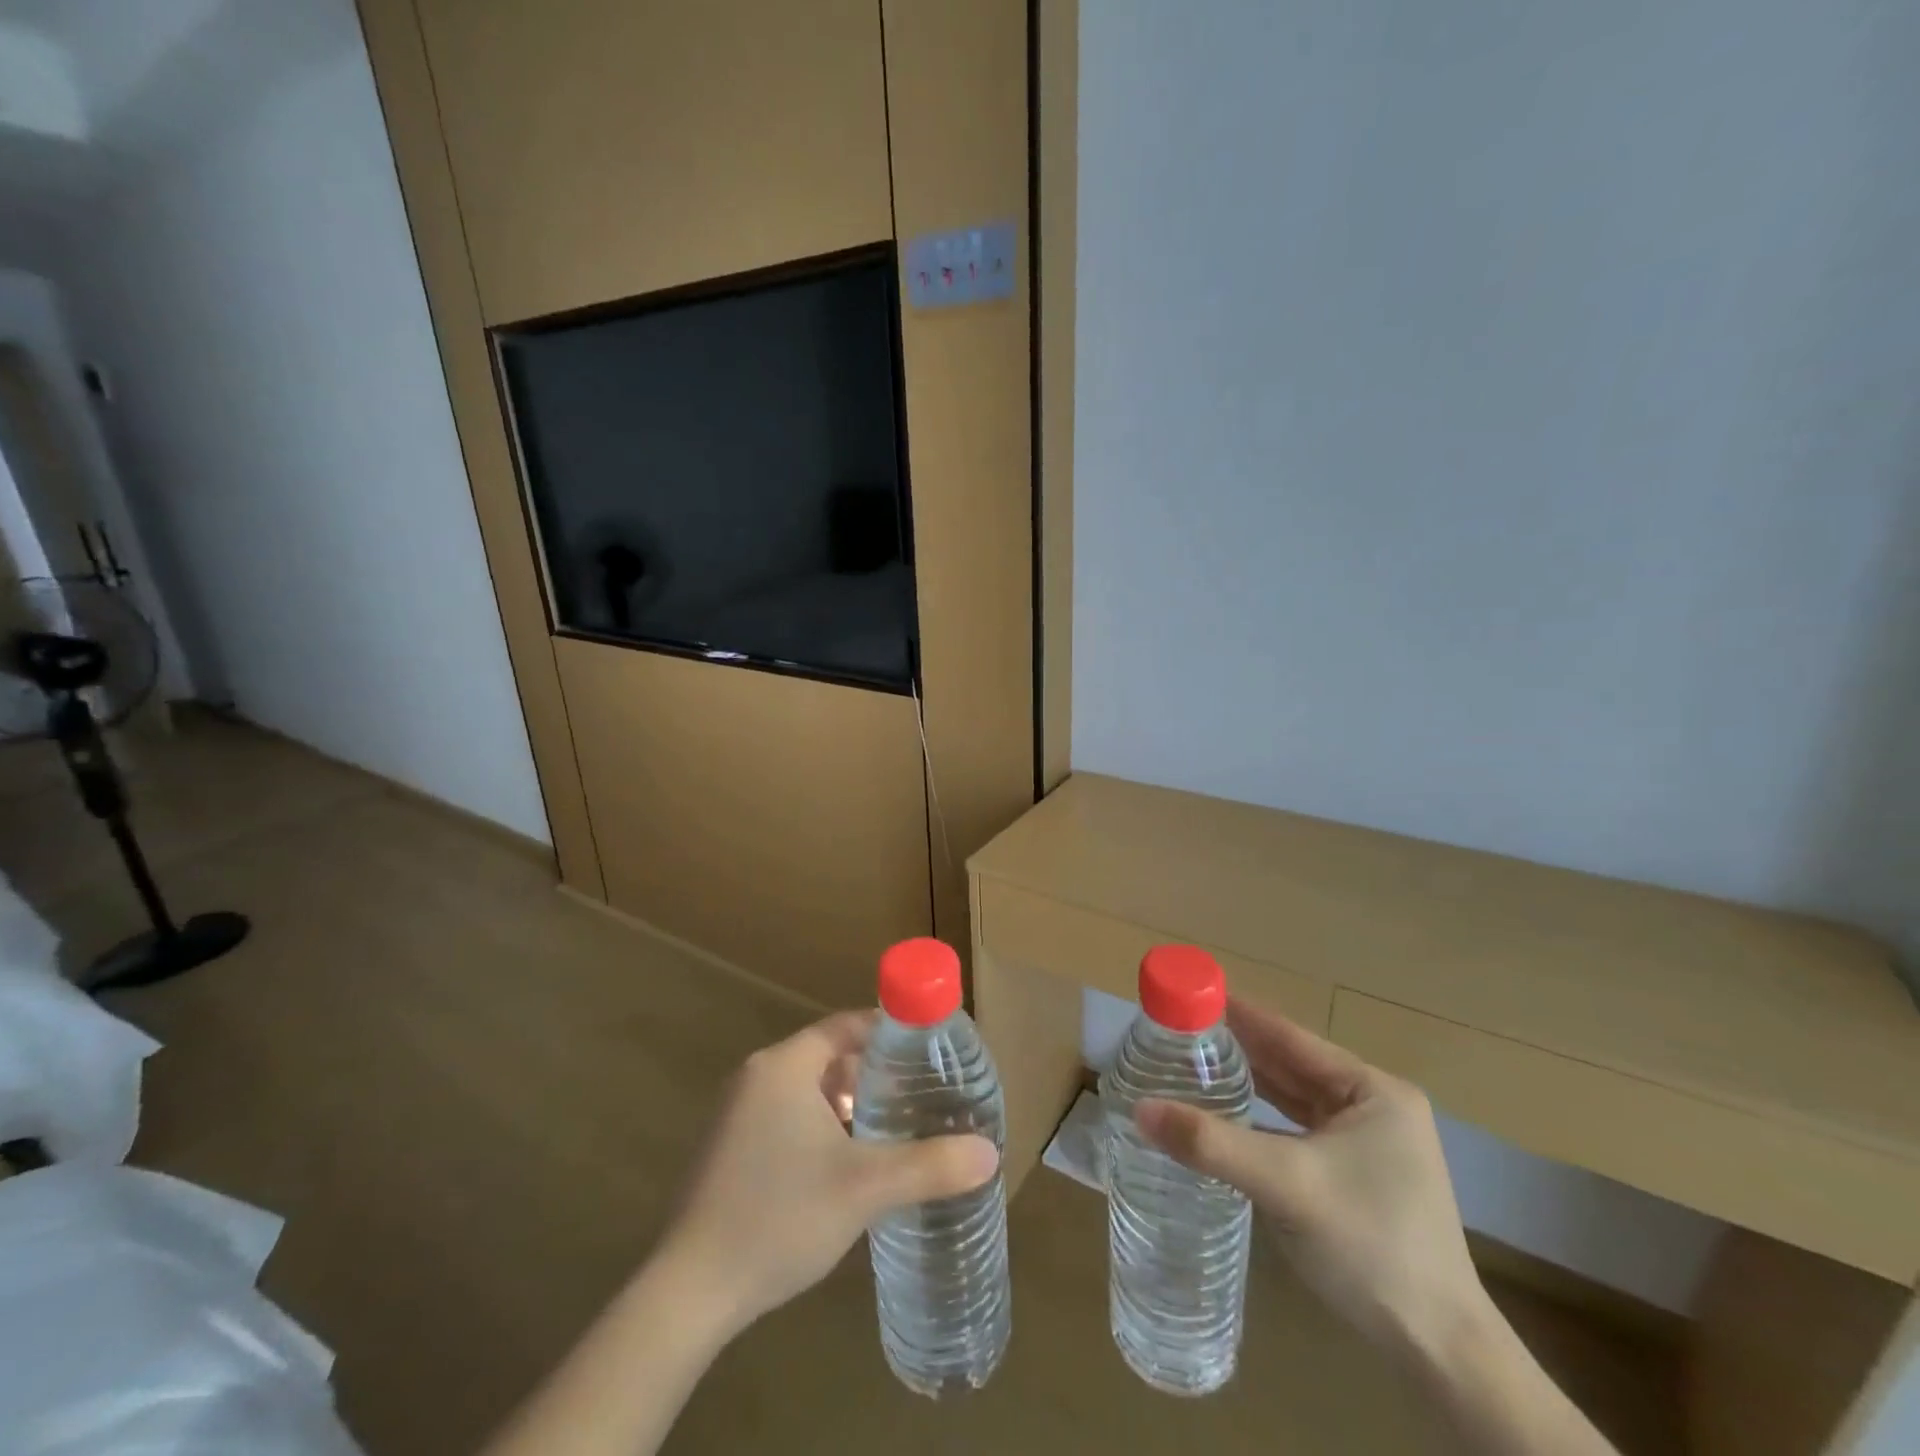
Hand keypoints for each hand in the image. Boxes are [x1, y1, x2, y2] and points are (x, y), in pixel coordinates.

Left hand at [655, 1010, 999, 1335]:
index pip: (845, 1026)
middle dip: (874, 1074)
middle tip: (918, 1095)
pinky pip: (786, 1117)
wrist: (689, 1292)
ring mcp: (737, 1114)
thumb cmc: (779, 1217)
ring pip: (808, 1091)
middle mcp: (756, 1077)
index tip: (927, 1050)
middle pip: (829, 1057)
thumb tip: (989, 1153)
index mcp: (784, 1066)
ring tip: (891, 1129)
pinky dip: (820, 1128)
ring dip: (848, 1105)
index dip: (888, 1032)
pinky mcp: (728, 1148)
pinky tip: (845, 1166)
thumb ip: (929, 1165)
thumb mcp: (865, 1188)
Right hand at [1135, 999, 1486, 1359]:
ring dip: (1245, 1083)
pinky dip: (1258, 1120)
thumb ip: (1211, 1143)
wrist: (1439, 1352)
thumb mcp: (1286, 1185)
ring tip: (1189, 1063)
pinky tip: (1223, 1116)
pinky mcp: (1354, 1175)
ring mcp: (1366, 1142)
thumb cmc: (1370, 1247)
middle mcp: (1372, 1105)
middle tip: (1176, 1029)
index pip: (1288, 1035)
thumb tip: (1139, 1110)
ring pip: (1290, 1098)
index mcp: (1372, 1089)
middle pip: (1288, 1063)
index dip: (1237, 1012)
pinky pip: (1295, 1130)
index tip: (1188, 993)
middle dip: (1234, 1048)